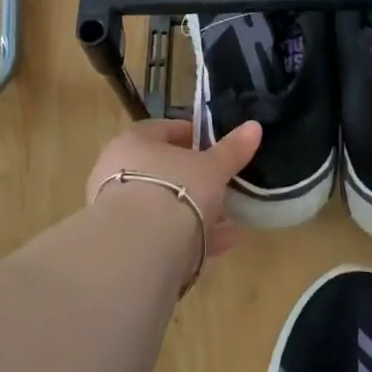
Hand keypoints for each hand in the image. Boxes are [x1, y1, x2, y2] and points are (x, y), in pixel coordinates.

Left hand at [86, 118, 262, 259]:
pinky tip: (222, 242)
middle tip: (221, 184)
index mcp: (134, 142)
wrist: (140, 245)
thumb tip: (254, 126)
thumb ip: (232, 149)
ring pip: (162, 204)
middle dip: (194, 178)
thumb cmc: (176, 188)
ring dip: (194, 210)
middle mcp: (118, 171)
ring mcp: (118, 208)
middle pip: (162, 170)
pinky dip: (191, 235)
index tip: (213, 146)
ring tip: (228, 218)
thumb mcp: (212, 167)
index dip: (190, 135)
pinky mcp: (125, 240)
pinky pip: (163, 232)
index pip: (163, 130)